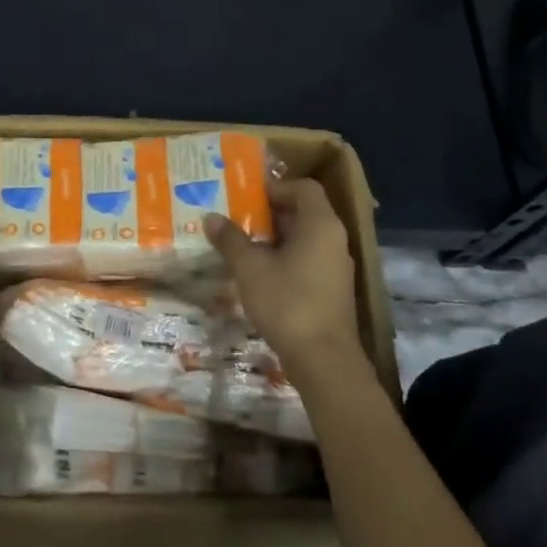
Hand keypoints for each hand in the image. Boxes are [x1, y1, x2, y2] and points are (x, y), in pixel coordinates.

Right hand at [203, 178, 364, 387]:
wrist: (323, 359)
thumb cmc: (287, 302)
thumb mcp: (250, 268)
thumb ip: (231, 239)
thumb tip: (211, 217)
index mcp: (320, 224)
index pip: (303, 187)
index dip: (275, 186)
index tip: (246, 196)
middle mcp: (334, 239)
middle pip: (303, 211)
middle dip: (269, 212)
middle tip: (236, 216)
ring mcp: (335, 266)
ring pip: (304, 238)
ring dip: (274, 237)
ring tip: (240, 244)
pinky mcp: (331, 289)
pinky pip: (307, 259)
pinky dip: (284, 258)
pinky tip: (257, 273)